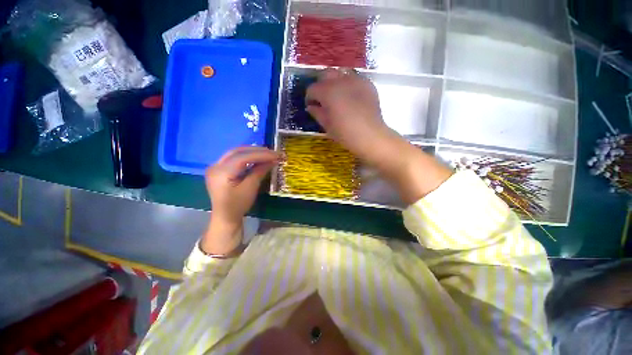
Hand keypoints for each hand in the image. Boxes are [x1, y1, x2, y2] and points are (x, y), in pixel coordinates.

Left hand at [203, 147, 279, 253]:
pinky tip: (256, 158)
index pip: (243, 157)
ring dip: (252, 152)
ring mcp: (215, 167)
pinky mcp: (219, 169)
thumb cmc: (238, 205)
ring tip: (267, 153)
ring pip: (235, 153)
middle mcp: (215, 166)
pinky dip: (246, 156)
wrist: (225, 217)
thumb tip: (272, 160)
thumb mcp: (250, 188)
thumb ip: (259, 171)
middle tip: (272, 152)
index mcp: (221, 172)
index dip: (261, 155)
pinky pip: (234, 158)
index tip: (276, 155)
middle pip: (238, 151)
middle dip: (257, 150)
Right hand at [305, 69, 398, 166]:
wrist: (370, 136)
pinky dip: (349, 84)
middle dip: (321, 85)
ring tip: (336, 94)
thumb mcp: (327, 126)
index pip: (312, 88)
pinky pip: (355, 78)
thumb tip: (311, 107)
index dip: (309, 97)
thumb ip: (317, 113)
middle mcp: (341, 81)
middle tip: (322, 98)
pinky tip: (350, 96)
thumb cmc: (345, 134)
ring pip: (340, 73)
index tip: (311, 106)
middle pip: (325, 74)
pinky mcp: (368, 84)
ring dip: (335, 81)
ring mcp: (356, 80)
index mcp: (328, 92)